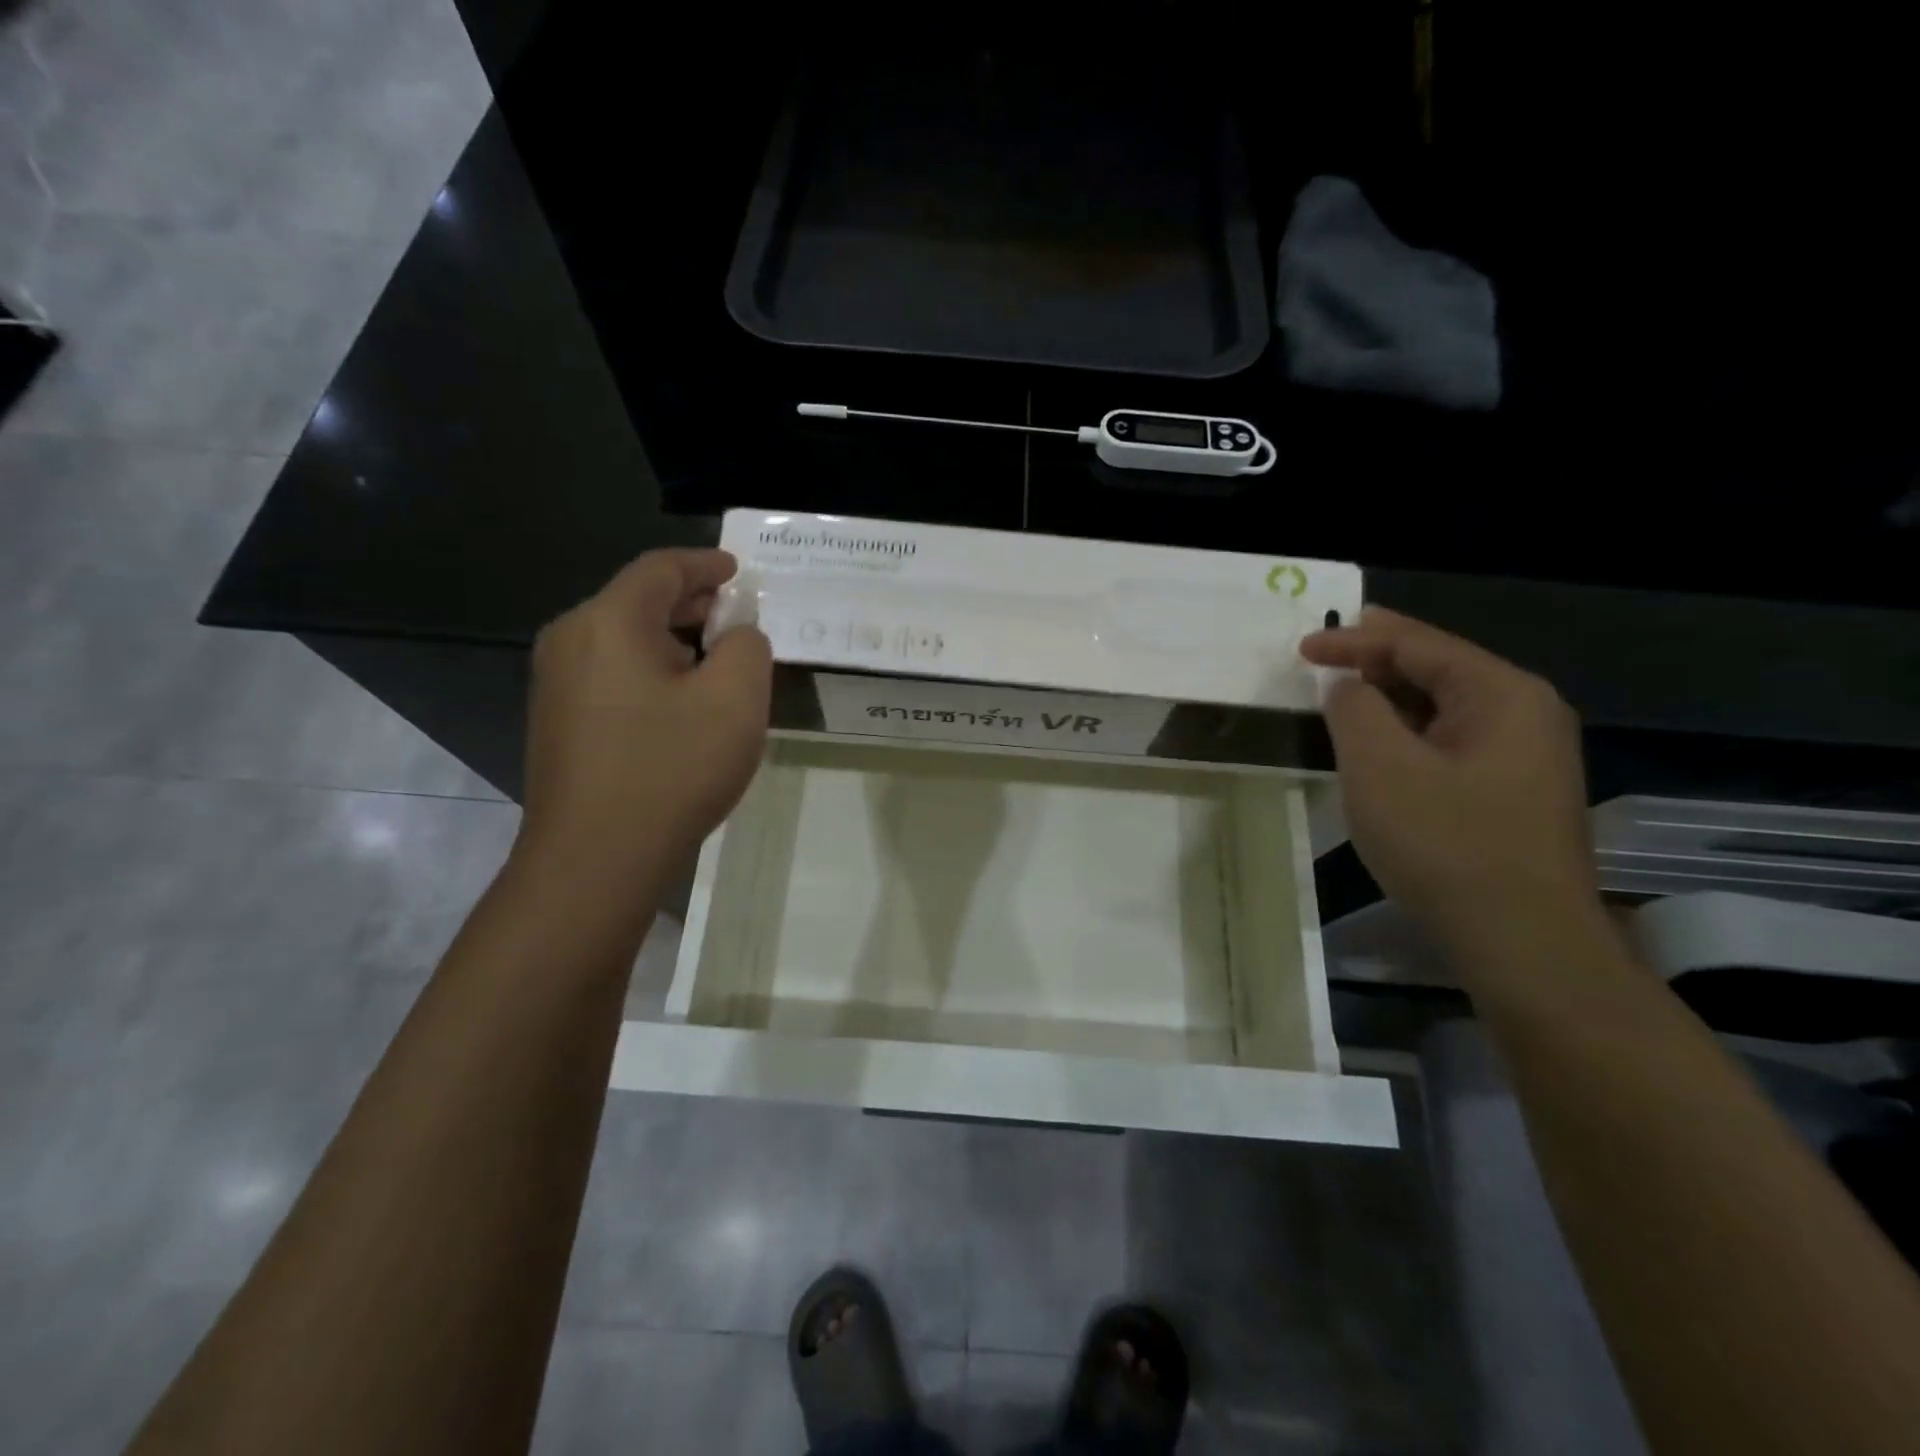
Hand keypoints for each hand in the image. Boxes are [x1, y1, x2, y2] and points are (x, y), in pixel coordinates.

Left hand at [518, 549, 771, 886]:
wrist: (597, 858)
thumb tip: (736, 635)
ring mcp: (556, 683)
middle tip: (738, 615)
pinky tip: (683, 700)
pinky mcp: (558, 720)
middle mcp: (571, 640)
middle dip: (693, 603)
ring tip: (719, 660)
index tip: (739, 571)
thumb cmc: (672, 769)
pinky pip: (612, 673)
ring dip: (675, 640)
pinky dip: (652, 669)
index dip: (706, 564)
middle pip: (638, 601)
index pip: (661, 570)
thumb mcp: (736, 700)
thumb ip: (748, 647)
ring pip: (625, 639)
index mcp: (609, 621)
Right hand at [1299, 607, 1605, 968]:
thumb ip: (1354, 708)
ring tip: (1341, 699)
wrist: (1524, 944)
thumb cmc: (1446, 844)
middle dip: (1374, 663)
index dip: (1354, 639)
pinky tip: (1380, 749)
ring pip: (1443, 709)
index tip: (1301, 647)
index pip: (1417, 644)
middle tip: (1320, 663)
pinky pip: (1452, 743)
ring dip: (1389, 701)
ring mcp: (1527, 756)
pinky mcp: (1515, 793)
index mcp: (1502, 693)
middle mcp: (1526, 713)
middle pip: (1437, 669)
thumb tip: (1347, 685)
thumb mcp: (1380, 767)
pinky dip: (1408, 735)